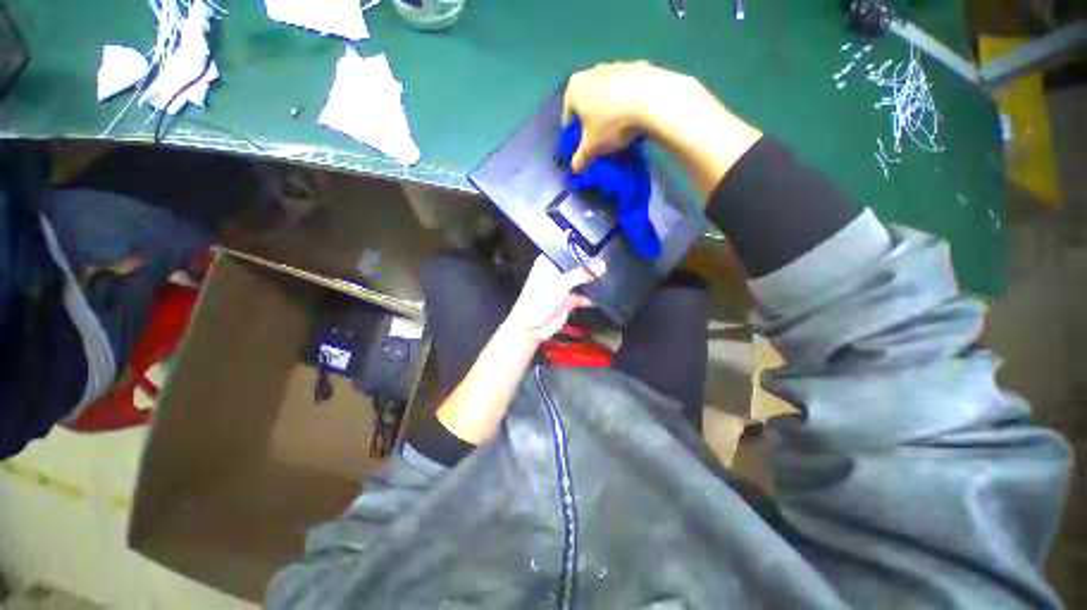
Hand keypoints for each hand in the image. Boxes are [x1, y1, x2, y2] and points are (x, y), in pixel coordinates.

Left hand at [504, 255, 606, 342]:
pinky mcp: (569, 299)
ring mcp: (563, 286)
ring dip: (592, 281)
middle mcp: (556, 272)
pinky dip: (592, 296)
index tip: (600, 247)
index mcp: (548, 262)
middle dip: (590, 266)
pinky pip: (583, 294)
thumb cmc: (539, 300)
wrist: (532, 326)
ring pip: (581, 280)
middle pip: (576, 266)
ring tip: (610, 276)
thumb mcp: (561, 283)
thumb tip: (601, 265)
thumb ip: (582, 273)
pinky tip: (604, 294)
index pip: (567, 251)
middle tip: (608, 261)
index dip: (582, 249)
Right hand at [562, 61, 696, 172]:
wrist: (653, 99)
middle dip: (592, 121)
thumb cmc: (612, 123)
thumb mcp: (592, 149)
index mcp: (574, 88)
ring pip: (608, 95)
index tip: (584, 147)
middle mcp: (592, 71)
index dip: (575, 136)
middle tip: (601, 139)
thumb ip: (579, 160)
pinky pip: (628, 90)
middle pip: (588, 103)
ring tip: (620, 130)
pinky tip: (636, 117)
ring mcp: (617, 66)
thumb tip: (575, 169)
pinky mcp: (639, 66)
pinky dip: (628, 102)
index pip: (569, 117)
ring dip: (610, 110)